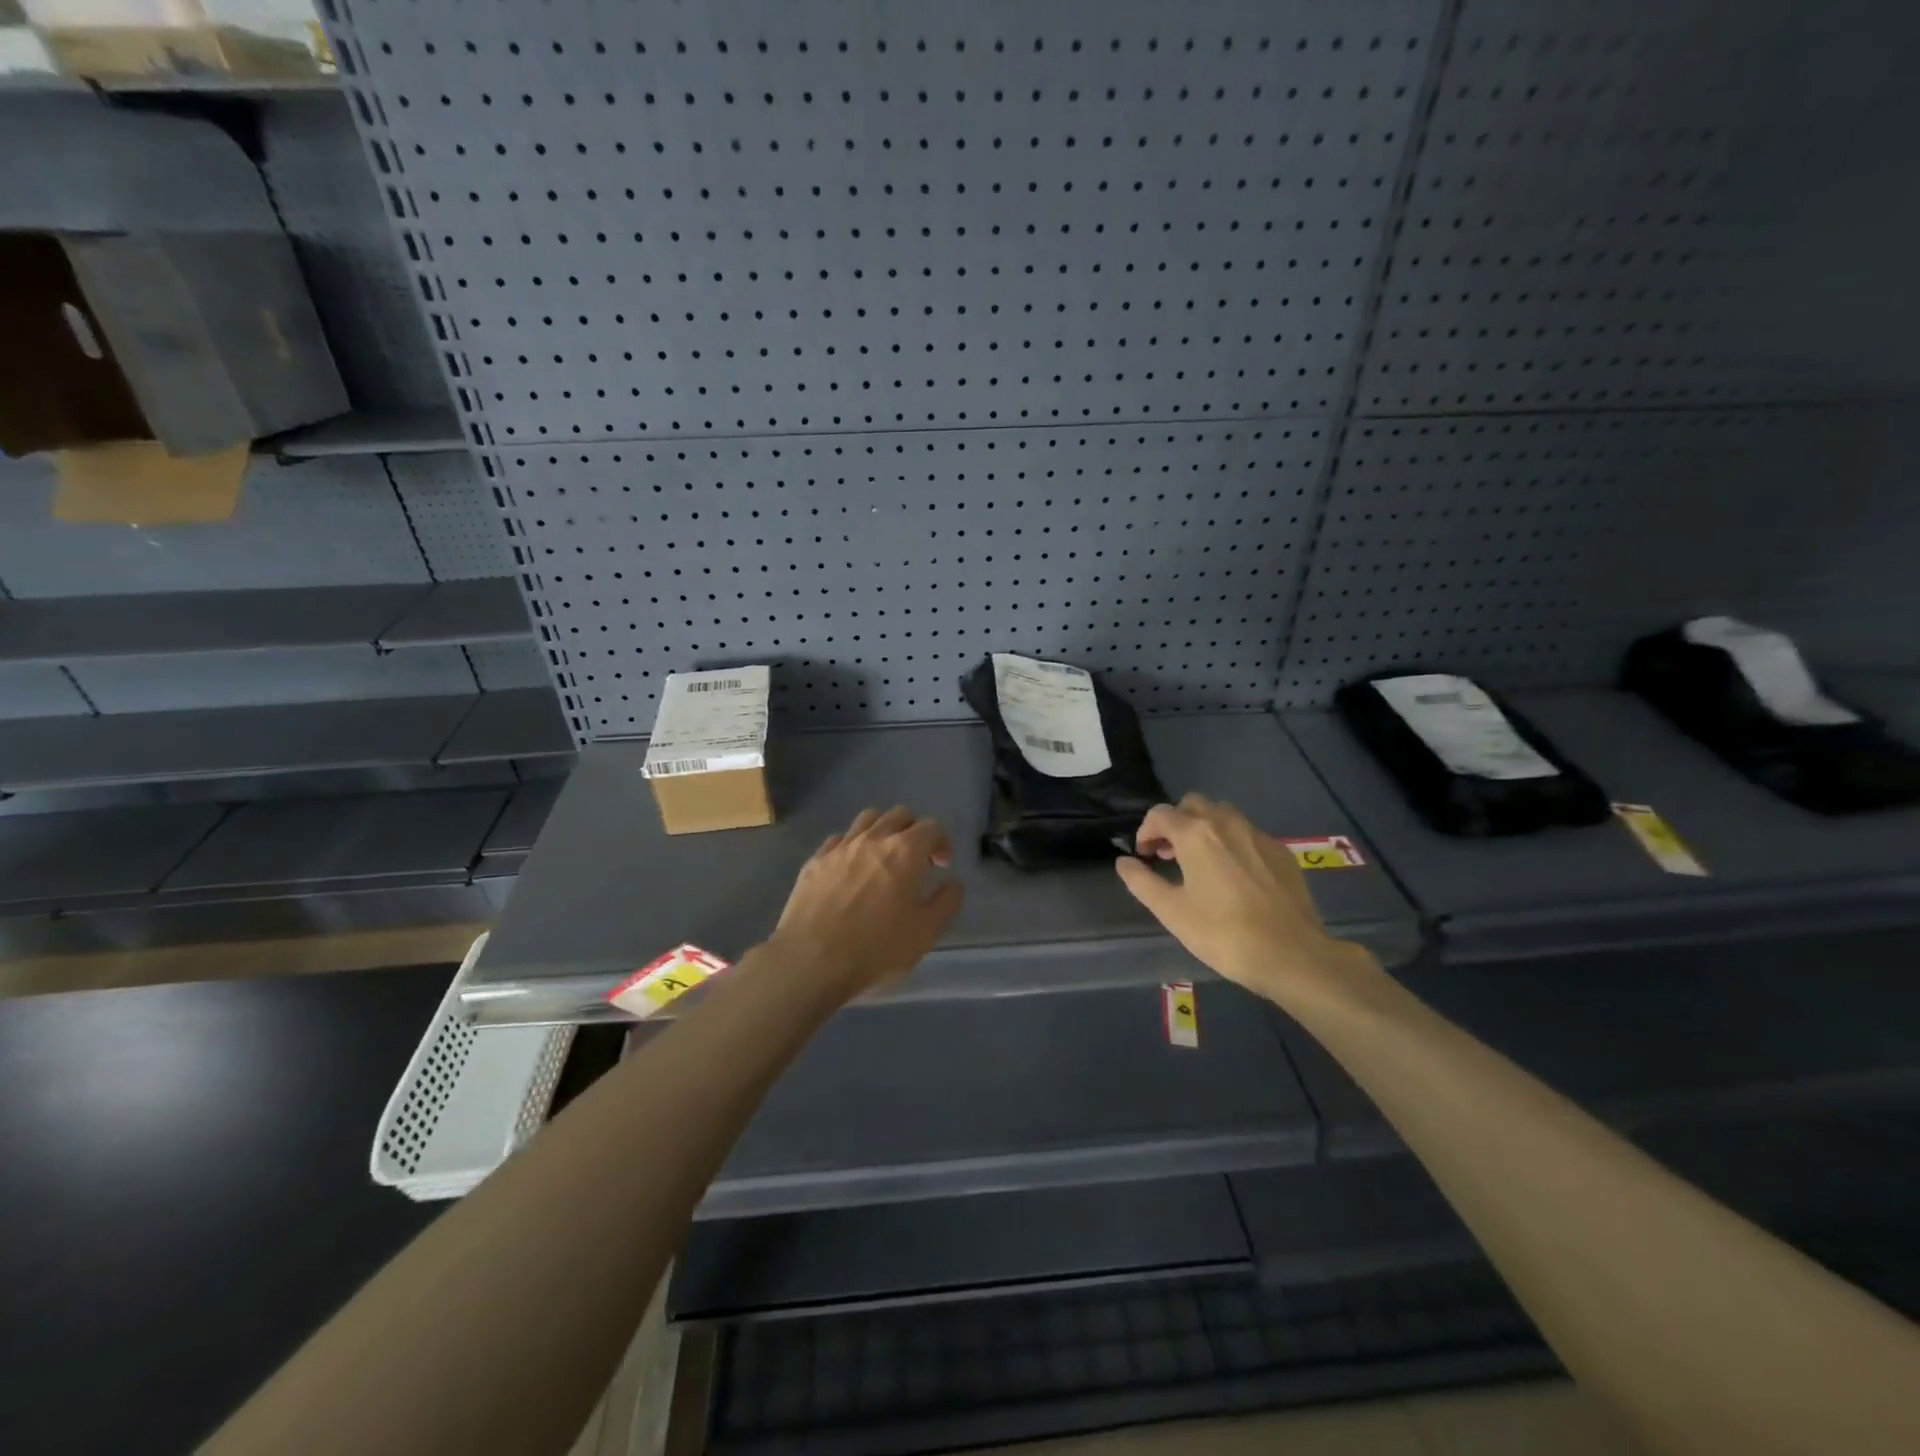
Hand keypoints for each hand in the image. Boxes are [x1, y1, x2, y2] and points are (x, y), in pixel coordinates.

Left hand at [769, 806, 964, 995]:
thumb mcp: (925, 934)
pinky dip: (851, 847)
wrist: (810, 961)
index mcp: (905, 852)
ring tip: (883, 859)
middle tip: (915, 861)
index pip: (931, 827)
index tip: (941, 865)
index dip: (941, 842)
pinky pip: (838, 840)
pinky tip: (850, 870)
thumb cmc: (875, 949)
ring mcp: (840, 847)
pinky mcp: (815, 861)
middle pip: (899, 815)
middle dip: (913, 831)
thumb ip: (946, 903)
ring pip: (867, 819)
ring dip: (882, 831)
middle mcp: (873, 838)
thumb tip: (953, 883)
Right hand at [1115, 794, 1376, 1004]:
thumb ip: (1142, 882)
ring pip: (1223, 814)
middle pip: (1193, 804)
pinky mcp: (1281, 852)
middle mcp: (1226, 823)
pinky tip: (1233, 875)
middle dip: (1175, 822)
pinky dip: (1231, 842)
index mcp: (1195, 834)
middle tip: (1169, 853)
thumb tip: (1124, 862)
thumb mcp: (1171, 911)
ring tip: (1200, 860)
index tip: (1144, 856)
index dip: (1145, 831)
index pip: (1160, 814)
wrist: (1291, 954)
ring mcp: (1258, 835)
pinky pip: (1248, 833)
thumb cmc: (1223, 933)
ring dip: (1204, 827)